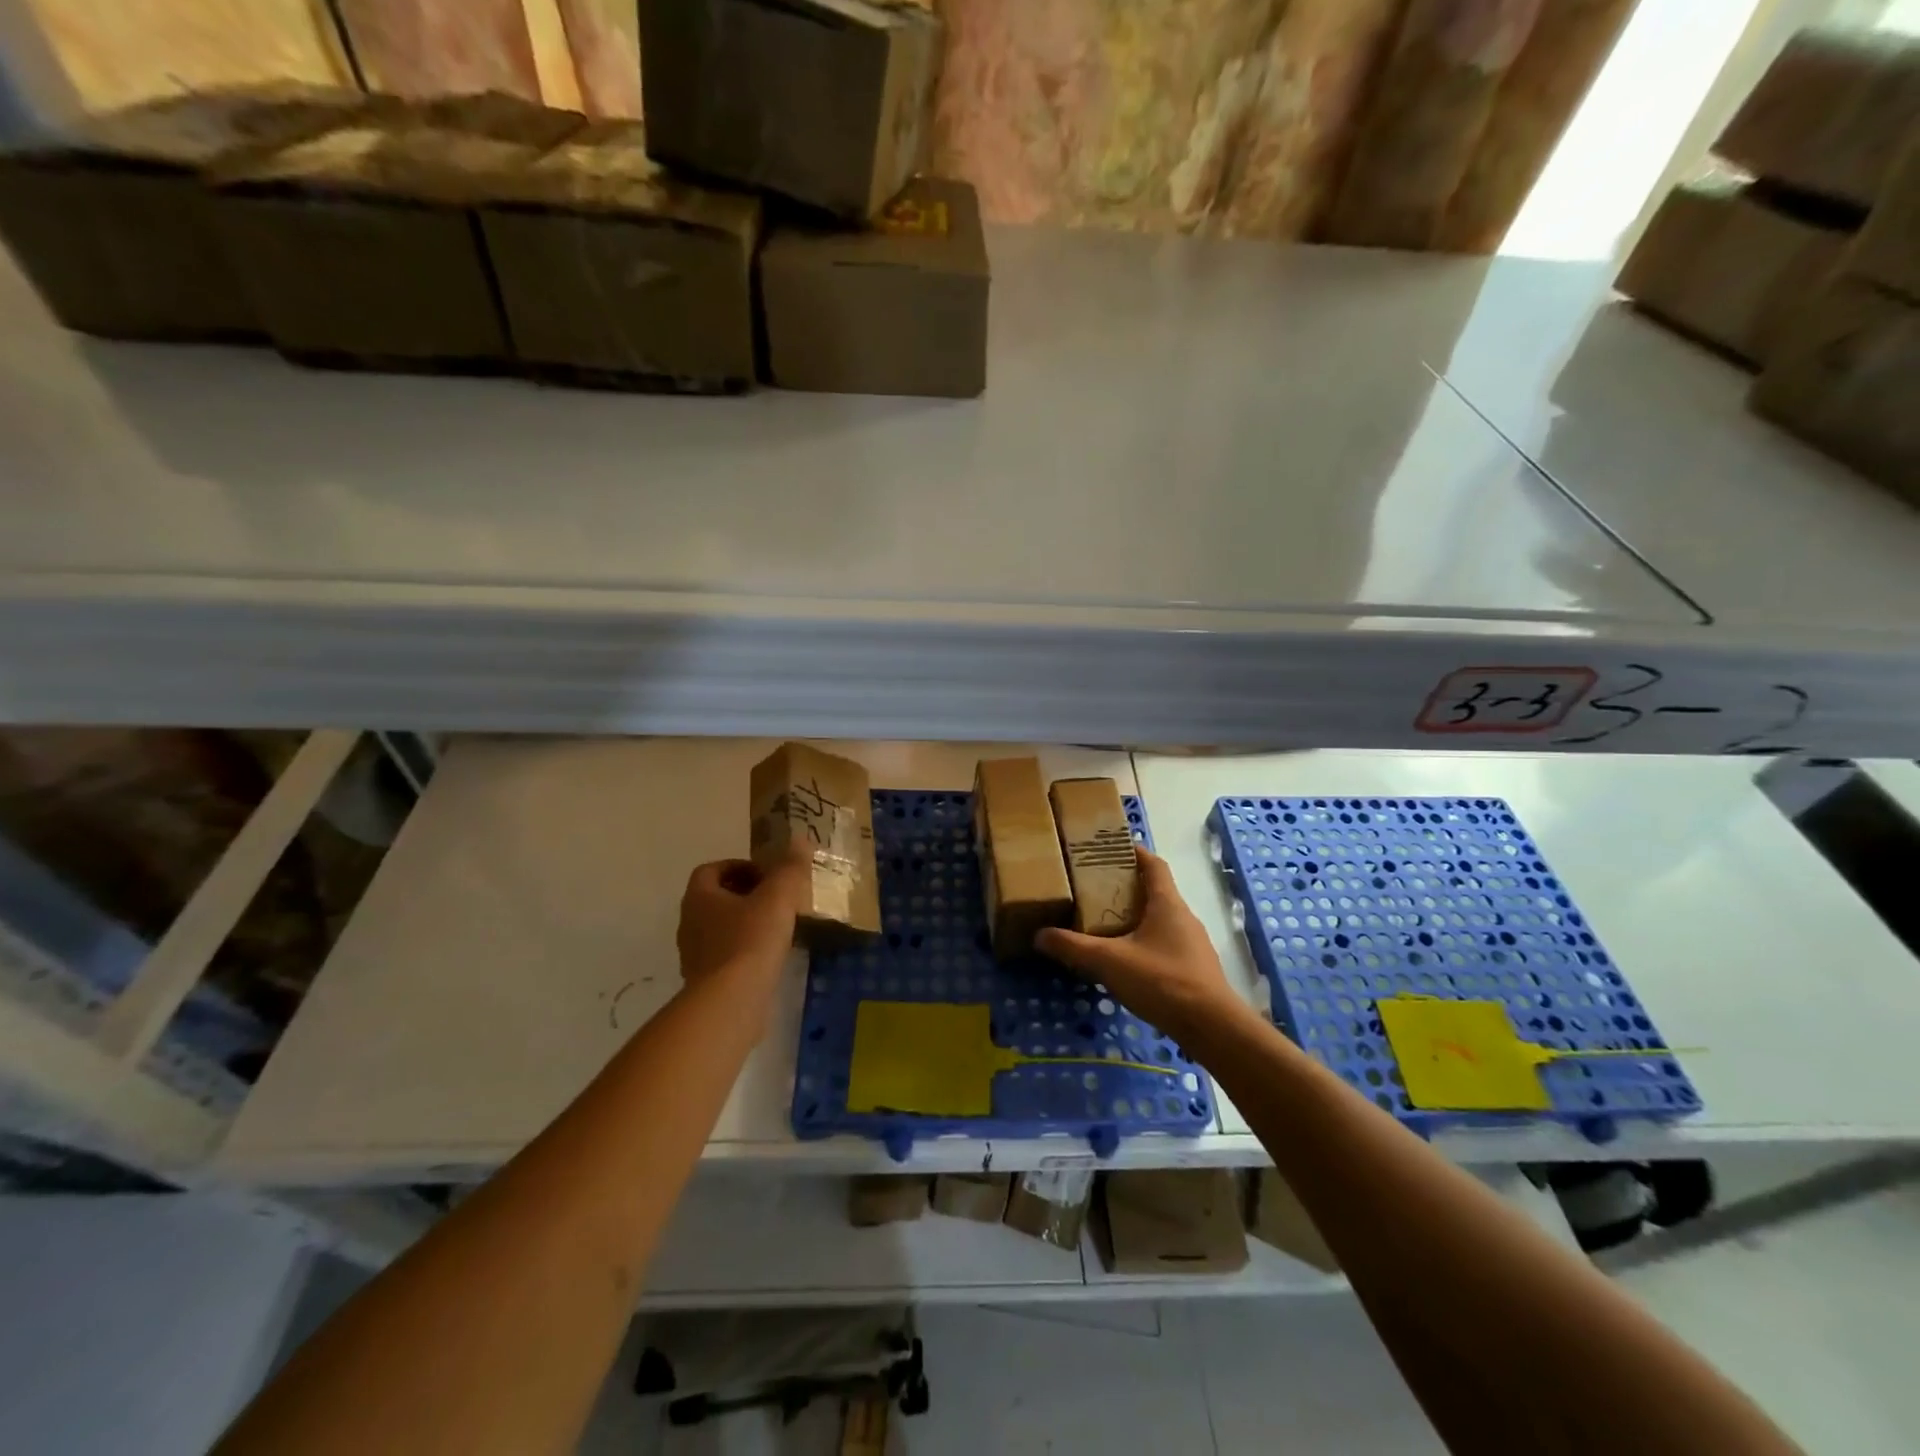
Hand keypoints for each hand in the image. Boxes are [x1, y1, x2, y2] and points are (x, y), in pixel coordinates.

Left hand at [677, 850, 809, 985]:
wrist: (730, 1002)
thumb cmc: (750, 940)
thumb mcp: (778, 897)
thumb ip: (789, 867)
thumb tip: (800, 839)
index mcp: (699, 897)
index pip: (711, 870)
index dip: (738, 867)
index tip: (767, 875)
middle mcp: (690, 923)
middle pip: (715, 899)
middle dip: (745, 895)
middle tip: (776, 899)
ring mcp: (694, 956)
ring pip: (720, 929)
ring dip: (745, 924)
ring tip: (778, 928)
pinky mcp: (705, 983)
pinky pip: (725, 957)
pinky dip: (745, 952)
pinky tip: (770, 958)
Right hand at [1036, 849, 1245, 1043]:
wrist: (1211, 1027)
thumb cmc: (1162, 981)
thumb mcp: (1109, 962)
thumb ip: (1073, 947)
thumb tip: (1039, 935)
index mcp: (1167, 903)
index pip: (1154, 865)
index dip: (1134, 852)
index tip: (1111, 848)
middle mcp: (1184, 917)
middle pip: (1155, 891)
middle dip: (1127, 888)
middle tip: (1094, 890)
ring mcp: (1193, 944)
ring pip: (1161, 920)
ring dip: (1136, 918)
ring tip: (1105, 926)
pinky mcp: (1195, 969)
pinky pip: (1166, 944)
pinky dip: (1145, 943)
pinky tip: (1127, 962)